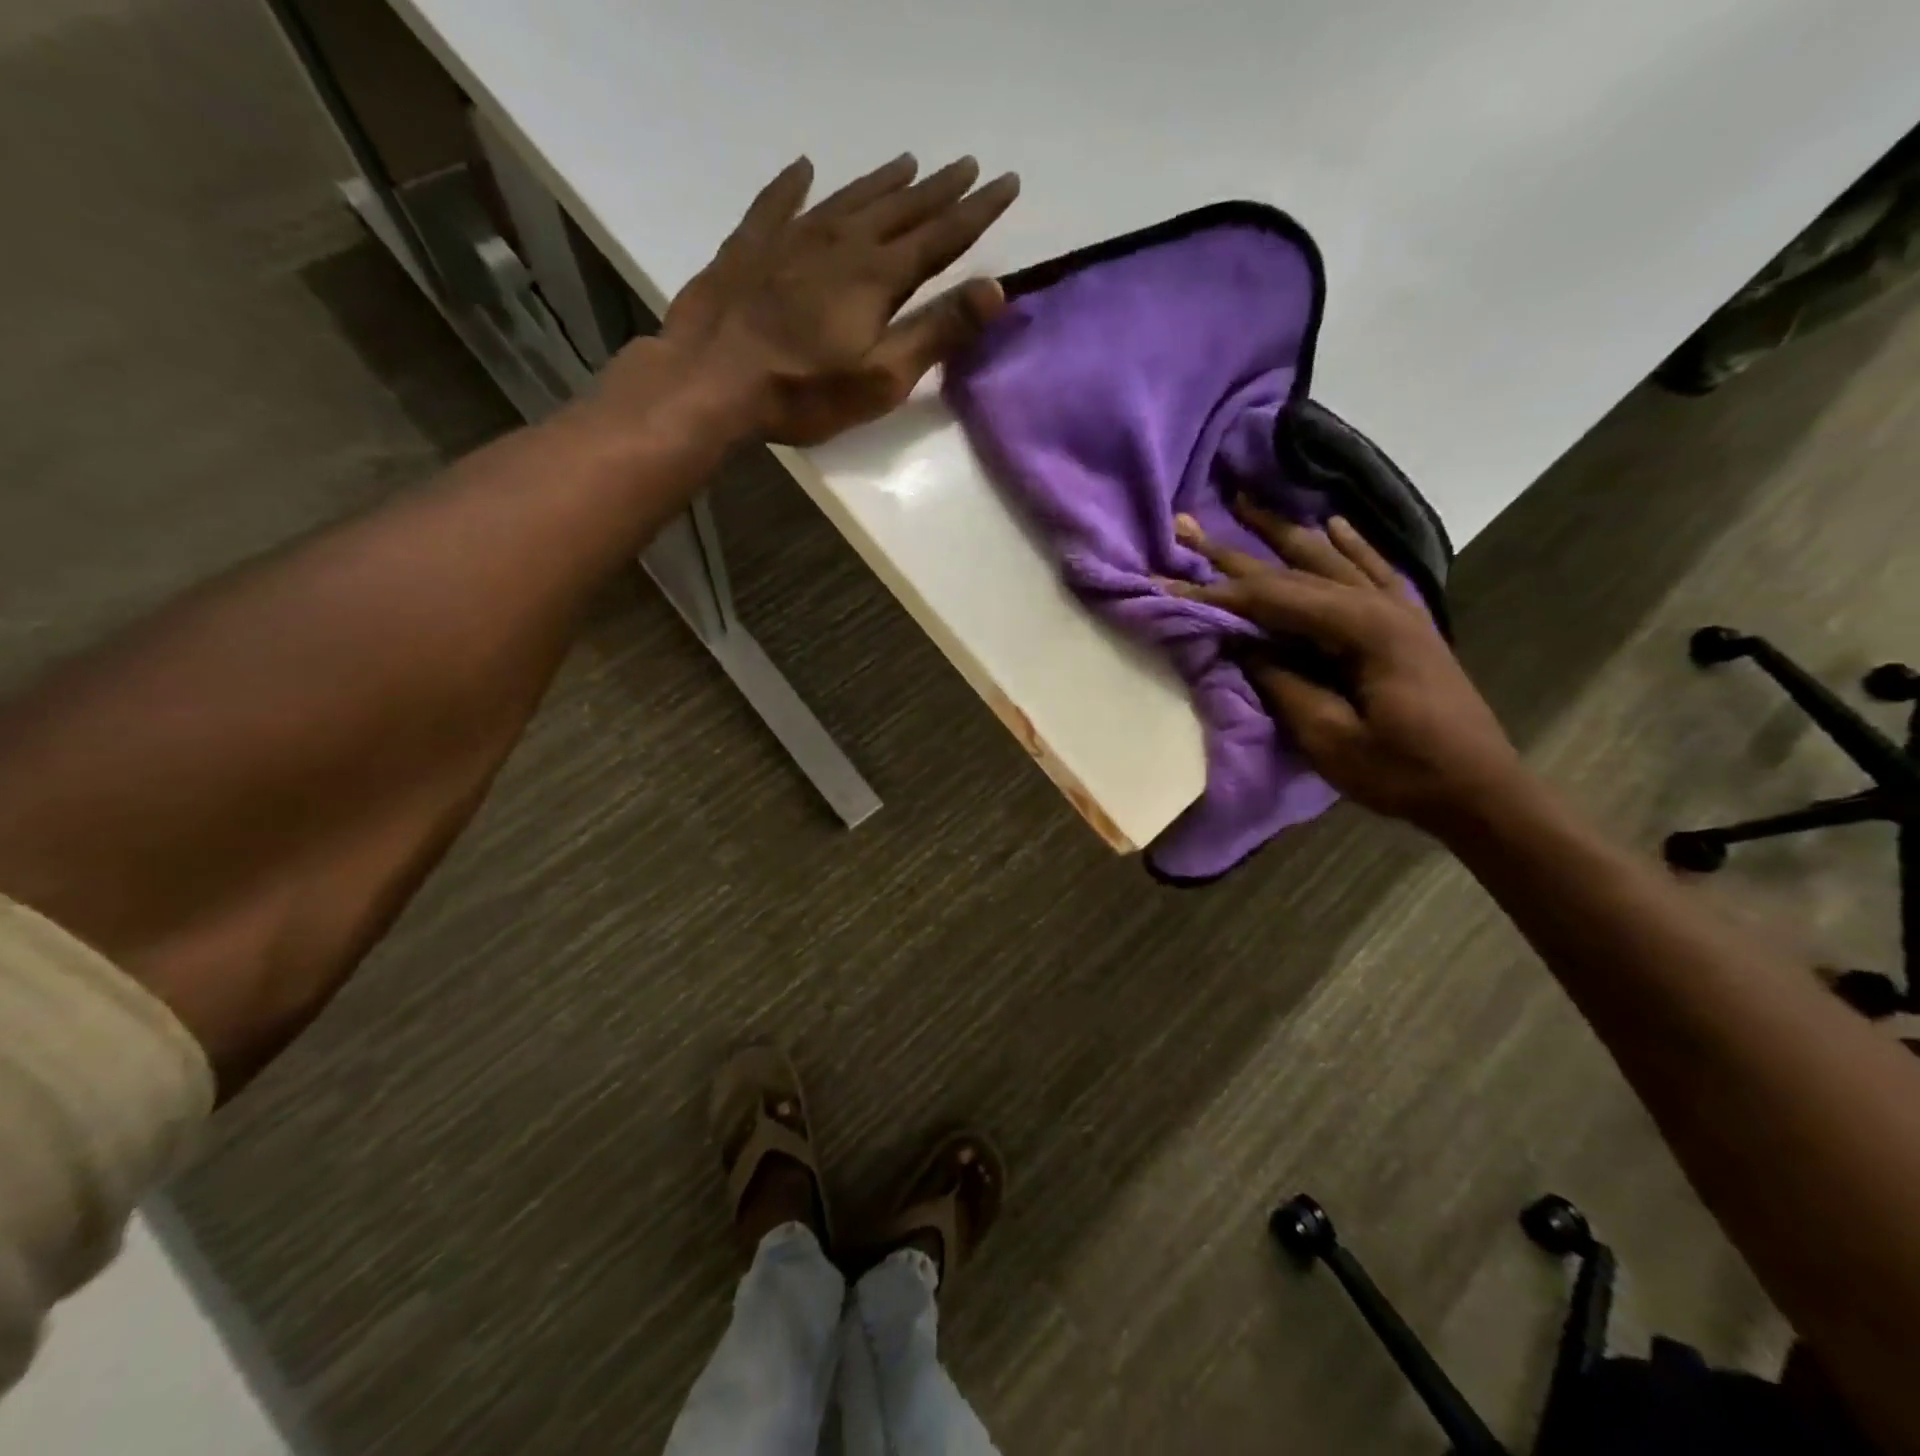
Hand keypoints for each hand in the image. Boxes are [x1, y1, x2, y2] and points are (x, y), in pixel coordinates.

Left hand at [655, 153, 1019, 445]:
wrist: (711, 379)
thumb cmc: (804, 391)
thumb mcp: (882, 377)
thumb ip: (937, 332)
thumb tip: (996, 289)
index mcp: (878, 277)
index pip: (942, 236)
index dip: (977, 212)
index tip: (1007, 182)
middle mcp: (840, 243)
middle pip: (900, 209)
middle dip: (939, 189)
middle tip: (967, 166)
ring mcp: (791, 239)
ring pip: (848, 198)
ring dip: (882, 182)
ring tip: (907, 163)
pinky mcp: (750, 247)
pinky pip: (777, 203)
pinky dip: (794, 184)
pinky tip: (803, 170)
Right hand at [1162, 506, 1524, 833]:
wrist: (1480, 790)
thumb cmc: (1401, 770)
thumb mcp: (1329, 737)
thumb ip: (1281, 682)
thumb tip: (1239, 644)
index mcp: (1362, 629)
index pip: (1274, 599)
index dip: (1217, 593)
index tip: (1169, 581)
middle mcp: (1380, 605)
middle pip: (1296, 569)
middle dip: (1236, 549)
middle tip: (1190, 523)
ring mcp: (1399, 610)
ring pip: (1331, 558)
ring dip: (1284, 533)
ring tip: (1246, 504)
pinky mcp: (1408, 624)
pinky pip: (1374, 571)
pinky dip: (1351, 546)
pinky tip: (1334, 525)